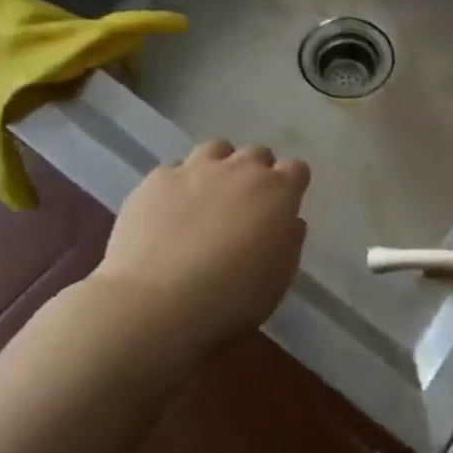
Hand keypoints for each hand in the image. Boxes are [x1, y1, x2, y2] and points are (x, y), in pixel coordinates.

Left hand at [97, 140, 310, 353]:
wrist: (155, 303)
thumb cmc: (230, 298)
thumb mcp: (279, 280)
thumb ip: (289, 241)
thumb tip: (288, 222)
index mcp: (278, 192)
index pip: (296, 170)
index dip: (291, 187)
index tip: (282, 209)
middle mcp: (241, 169)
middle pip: (257, 154)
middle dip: (256, 172)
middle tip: (245, 205)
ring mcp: (196, 169)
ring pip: (216, 149)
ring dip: (219, 166)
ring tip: (208, 195)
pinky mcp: (157, 179)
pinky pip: (175, 169)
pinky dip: (178, 183)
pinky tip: (169, 209)